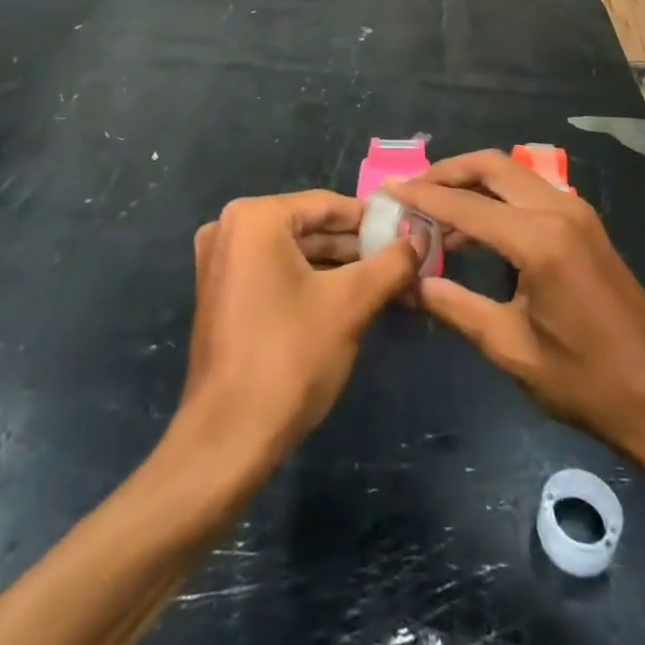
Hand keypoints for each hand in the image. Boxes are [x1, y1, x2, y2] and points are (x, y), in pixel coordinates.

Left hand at [177, 191, 422, 472]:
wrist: (228, 439)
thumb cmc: (290, 357)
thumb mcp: (351, 303)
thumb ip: (391, 263)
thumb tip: (422, 239)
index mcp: (255, 218)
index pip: (329, 205)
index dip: (374, 220)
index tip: (411, 233)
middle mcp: (230, 229)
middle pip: (311, 228)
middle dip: (359, 248)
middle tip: (405, 261)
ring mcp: (222, 263)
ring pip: (296, 253)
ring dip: (341, 267)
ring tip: (389, 282)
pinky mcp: (223, 294)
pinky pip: (277, 273)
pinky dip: (313, 282)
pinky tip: (353, 299)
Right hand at [396, 151, 644, 456]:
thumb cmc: (586, 381)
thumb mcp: (511, 348)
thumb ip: (455, 306)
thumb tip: (411, 282)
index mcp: (539, 239)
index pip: (466, 204)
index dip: (422, 196)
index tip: (388, 189)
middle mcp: (560, 211)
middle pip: (493, 166)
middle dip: (448, 171)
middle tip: (412, 192)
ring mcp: (578, 214)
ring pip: (513, 175)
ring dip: (473, 183)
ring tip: (434, 212)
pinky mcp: (587, 227)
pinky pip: (531, 194)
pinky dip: (498, 199)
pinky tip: (476, 230)